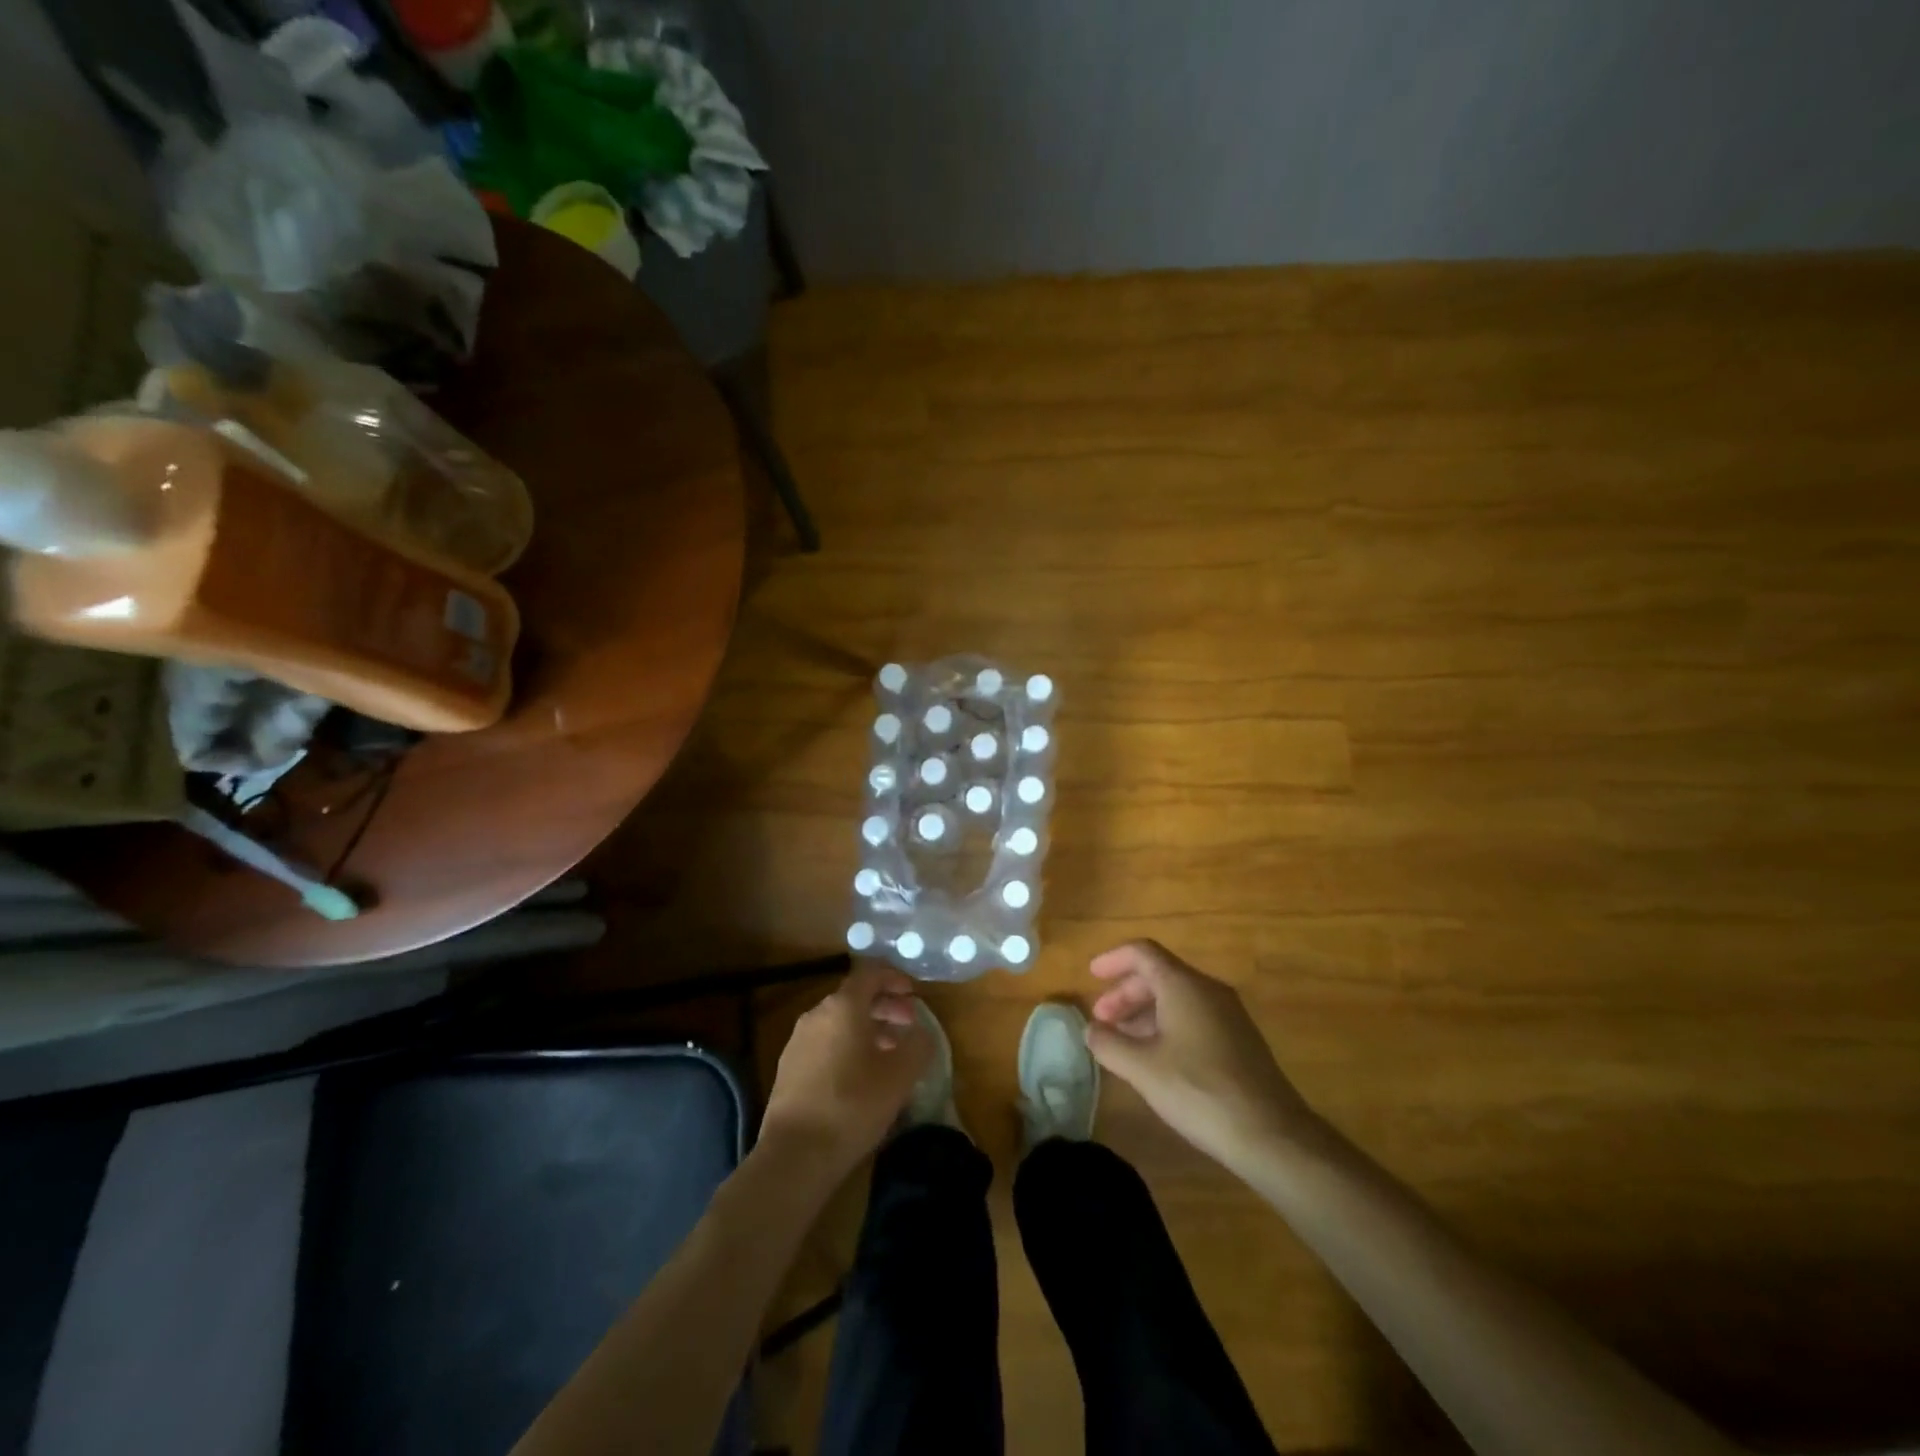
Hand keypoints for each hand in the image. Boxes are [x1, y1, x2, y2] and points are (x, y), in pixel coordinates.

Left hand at [759, 965, 930, 1184]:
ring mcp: (799, 1041)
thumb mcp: (900, 1075)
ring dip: (867, 1029)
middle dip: (884, 1007)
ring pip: (839, 1022)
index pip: (870, 975)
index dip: (894, 979)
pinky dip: (847, 1046)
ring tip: (890, 1052)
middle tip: (908, 1024)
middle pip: (854, 998)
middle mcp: (817, 1015)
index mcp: (843, 1006)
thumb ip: (918, 1045)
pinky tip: (861, 1075)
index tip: (913, 994)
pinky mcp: (789, 1068)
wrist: (795, 1155)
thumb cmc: (853, 1105)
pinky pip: (825, 1043)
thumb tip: (921, 1032)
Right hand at [1086, 940, 1317, 1170]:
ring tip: (1122, 1041)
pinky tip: (1155, 1058)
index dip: (1113, 959)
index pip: (1142, 952)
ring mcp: (1228, 1015)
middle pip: (1159, 975)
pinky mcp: (1238, 1040)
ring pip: (1177, 998)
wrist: (1271, 1134)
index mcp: (1183, 985)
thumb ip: (1109, 1044)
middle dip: (1125, 993)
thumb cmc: (1199, 1090)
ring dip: (1144, 1012)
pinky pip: (1193, 1017)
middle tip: (1101, 1020)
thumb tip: (1091, 1030)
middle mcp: (1208, 990)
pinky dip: (1166, 1026)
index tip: (1091, 976)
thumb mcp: (1142, 1069)